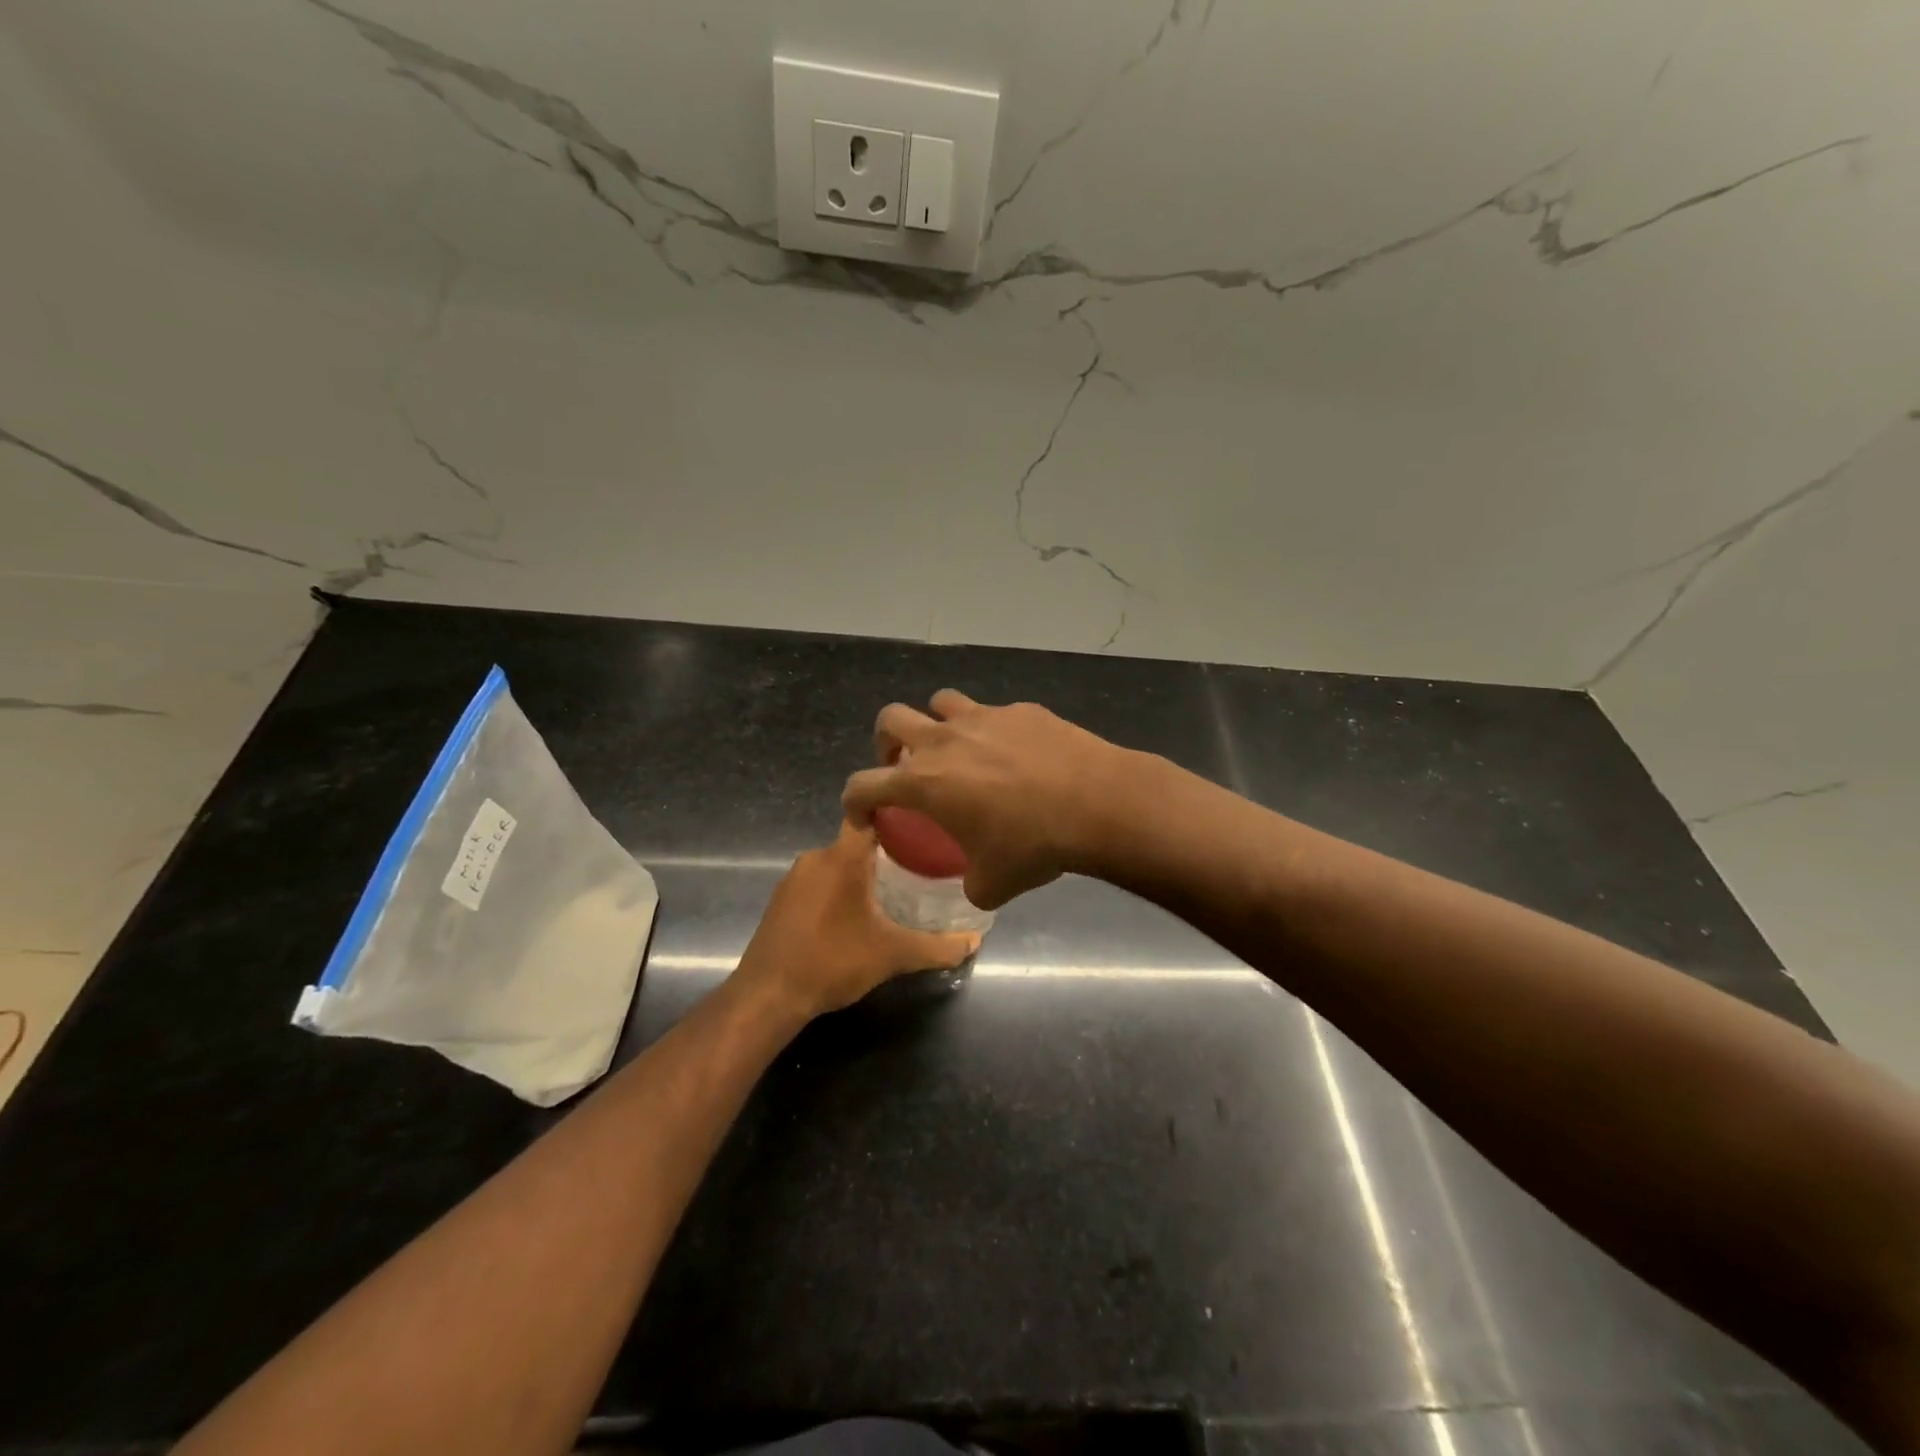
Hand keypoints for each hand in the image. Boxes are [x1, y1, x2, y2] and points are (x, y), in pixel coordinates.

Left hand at [732, 821, 980, 1018]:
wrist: (767, 996)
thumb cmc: (833, 962)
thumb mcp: (893, 955)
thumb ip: (937, 947)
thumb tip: (974, 942)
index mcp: (843, 857)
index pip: (873, 816)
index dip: (900, 817)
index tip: (925, 828)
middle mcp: (816, 857)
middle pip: (858, 842)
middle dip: (887, 854)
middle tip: (920, 870)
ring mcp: (794, 878)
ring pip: (837, 864)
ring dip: (861, 875)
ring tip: (892, 894)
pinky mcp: (781, 900)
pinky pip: (818, 883)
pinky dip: (838, 892)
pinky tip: (854, 917)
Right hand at [841, 690, 1133, 909]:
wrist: (1096, 802)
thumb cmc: (1033, 844)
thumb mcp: (992, 884)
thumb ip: (970, 883)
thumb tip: (974, 883)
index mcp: (924, 782)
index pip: (863, 785)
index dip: (854, 803)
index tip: (866, 818)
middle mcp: (944, 740)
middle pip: (891, 719)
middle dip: (886, 742)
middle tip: (903, 766)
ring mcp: (983, 717)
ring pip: (940, 702)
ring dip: (937, 724)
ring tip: (957, 751)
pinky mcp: (1021, 710)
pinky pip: (993, 713)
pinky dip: (992, 731)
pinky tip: (1017, 755)